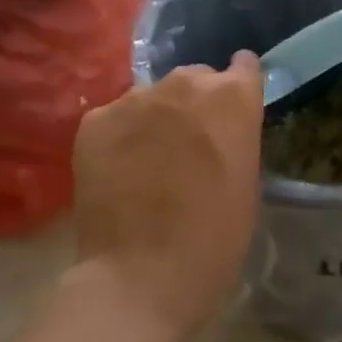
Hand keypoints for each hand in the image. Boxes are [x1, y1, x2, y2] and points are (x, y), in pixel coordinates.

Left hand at [70, 53, 263, 339]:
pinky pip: (115, 118)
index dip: (238, 86)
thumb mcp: (246, 181)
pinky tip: (119, 171)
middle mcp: (184, 84)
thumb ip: (235, 137)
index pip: (243, 66)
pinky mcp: (95, 120)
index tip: (233, 107)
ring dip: (155, 119)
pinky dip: (120, 137)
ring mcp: (134, 98)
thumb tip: (217, 127)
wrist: (142, 275)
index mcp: (231, 97)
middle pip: (193, 79)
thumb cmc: (214, 239)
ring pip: (151, 97)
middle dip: (194, 104)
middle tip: (189, 146)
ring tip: (148, 162)